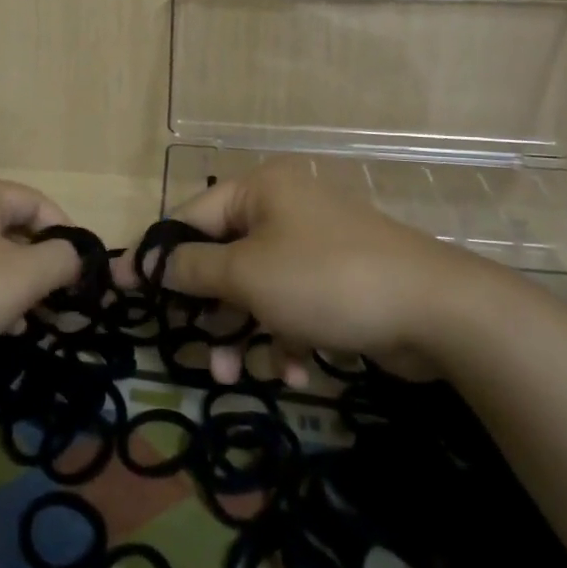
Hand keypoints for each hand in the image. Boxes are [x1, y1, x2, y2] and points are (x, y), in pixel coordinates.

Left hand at [0, 177, 82, 376]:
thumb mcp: (22, 275)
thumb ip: (61, 260)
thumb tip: (74, 255)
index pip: (39, 203)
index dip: (67, 234)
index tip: (82, 274)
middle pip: (15, 230)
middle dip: (42, 267)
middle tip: (61, 303)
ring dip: (17, 287)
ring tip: (34, 320)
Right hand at [119, 160, 514, 381]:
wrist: (438, 312)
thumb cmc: (325, 279)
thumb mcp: (247, 274)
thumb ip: (191, 268)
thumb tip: (146, 262)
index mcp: (259, 191)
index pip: (191, 216)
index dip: (159, 255)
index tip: (128, 289)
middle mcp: (284, 210)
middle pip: (224, 258)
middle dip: (210, 309)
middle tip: (196, 348)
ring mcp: (314, 246)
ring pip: (258, 290)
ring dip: (245, 333)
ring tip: (238, 376)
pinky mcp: (339, 282)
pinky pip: (294, 306)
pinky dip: (287, 338)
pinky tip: (297, 372)